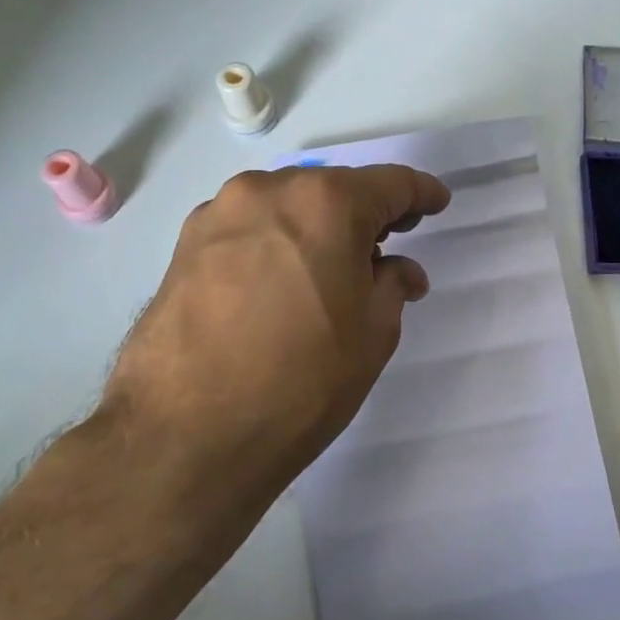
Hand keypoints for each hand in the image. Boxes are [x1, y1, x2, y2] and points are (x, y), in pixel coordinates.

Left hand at [103, 163, 450, 511]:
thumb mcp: (371, 335)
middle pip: (333, 190)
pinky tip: (279, 283)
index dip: (420, 193)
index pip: (389, 184)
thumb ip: (392, 286)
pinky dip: (274, 242)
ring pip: (286, 206)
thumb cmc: (300, 381)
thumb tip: (397, 271)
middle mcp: (269, 191)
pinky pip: (248, 229)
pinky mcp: (184, 245)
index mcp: (326, 203)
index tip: (436, 203)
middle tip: (385, 247)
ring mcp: (219, 214)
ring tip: (328, 270)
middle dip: (365, 214)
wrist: (185, 435)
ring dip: (315, 227)